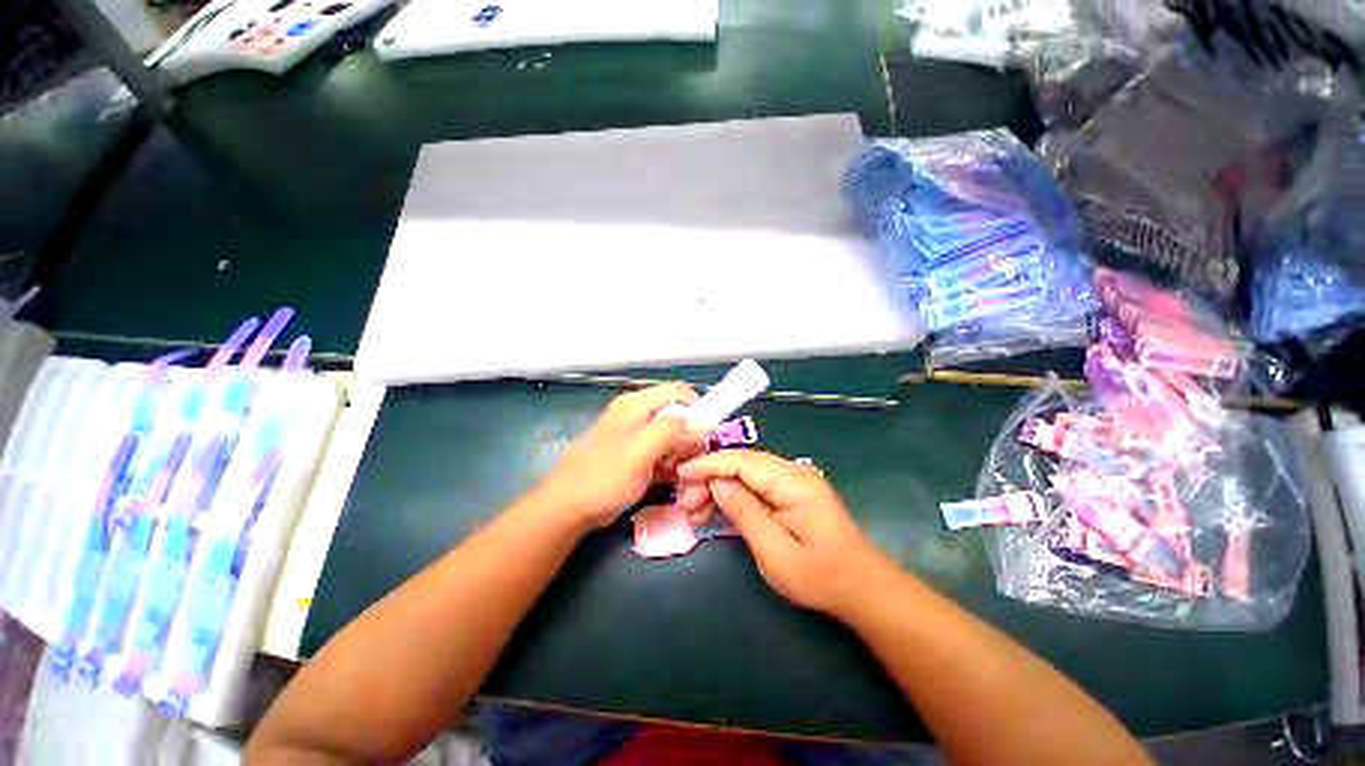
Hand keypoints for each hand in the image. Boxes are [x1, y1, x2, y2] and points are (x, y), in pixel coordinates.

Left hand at [537, 383, 707, 529]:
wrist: (568, 507)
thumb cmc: (604, 476)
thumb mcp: (641, 450)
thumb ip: (673, 430)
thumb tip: (703, 423)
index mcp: (637, 404)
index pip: (680, 392)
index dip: (698, 409)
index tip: (707, 437)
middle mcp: (637, 414)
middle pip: (678, 415)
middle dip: (689, 438)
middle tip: (690, 463)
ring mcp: (635, 435)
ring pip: (672, 437)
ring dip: (680, 455)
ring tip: (676, 476)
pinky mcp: (634, 454)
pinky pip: (661, 452)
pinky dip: (669, 464)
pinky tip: (667, 480)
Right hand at [676, 450, 894, 615]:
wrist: (862, 586)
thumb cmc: (819, 576)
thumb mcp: (774, 551)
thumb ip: (744, 511)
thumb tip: (717, 482)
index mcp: (792, 482)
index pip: (741, 461)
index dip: (708, 464)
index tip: (681, 473)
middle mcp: (793, 471)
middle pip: (742, 462)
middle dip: (710, 477)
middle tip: (685, 502)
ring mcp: (794, 478)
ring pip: (746, 471)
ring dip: (719, 485)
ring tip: (695, 510)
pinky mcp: (792, 490)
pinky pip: (756, 482)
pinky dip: (734, 493)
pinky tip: (717, 508)